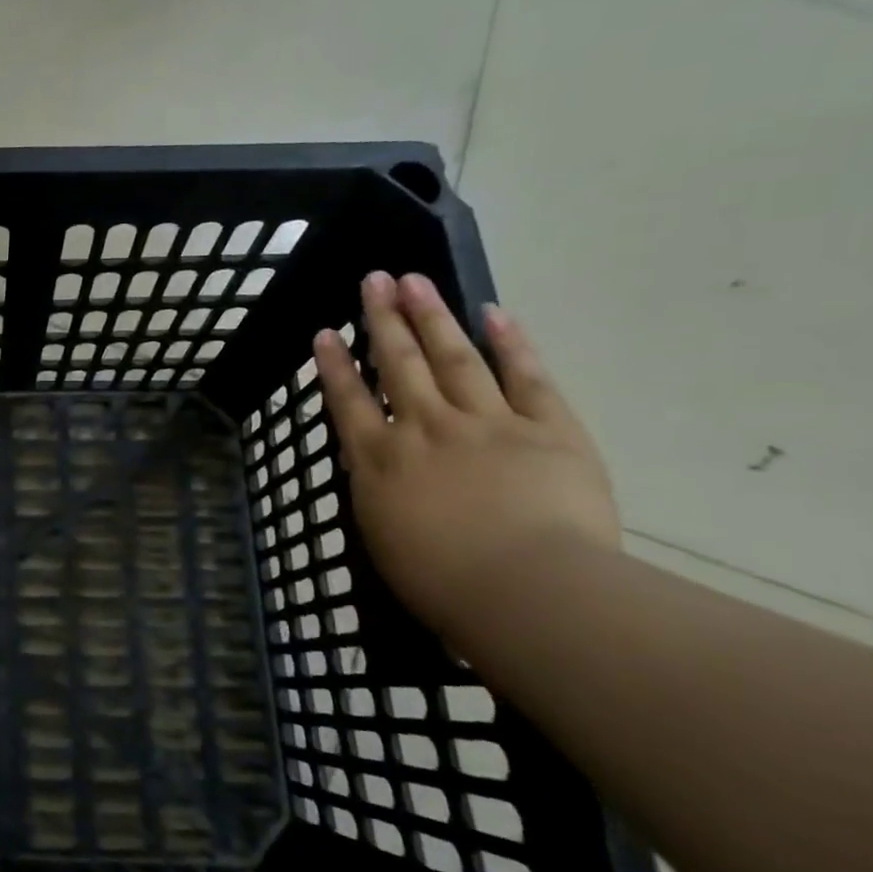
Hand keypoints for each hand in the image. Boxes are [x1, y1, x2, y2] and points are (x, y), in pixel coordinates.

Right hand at [313, 271, 618, 631]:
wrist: (529, 592)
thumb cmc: (444, 584)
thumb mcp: (384, 539)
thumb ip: (377, 492)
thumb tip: (375, 465)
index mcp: (381, 461)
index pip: (349, 401)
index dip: (334, 366)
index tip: (324, 333)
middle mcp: (425, 429)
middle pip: (399, 364)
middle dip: (383, 320)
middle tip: (374, 279)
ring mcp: (487, 423)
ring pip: (453, 358)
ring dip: (432, 316)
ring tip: (415, 280)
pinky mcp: (548, 430)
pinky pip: (526, 378)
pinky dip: (509, 344)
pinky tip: (493, 313)